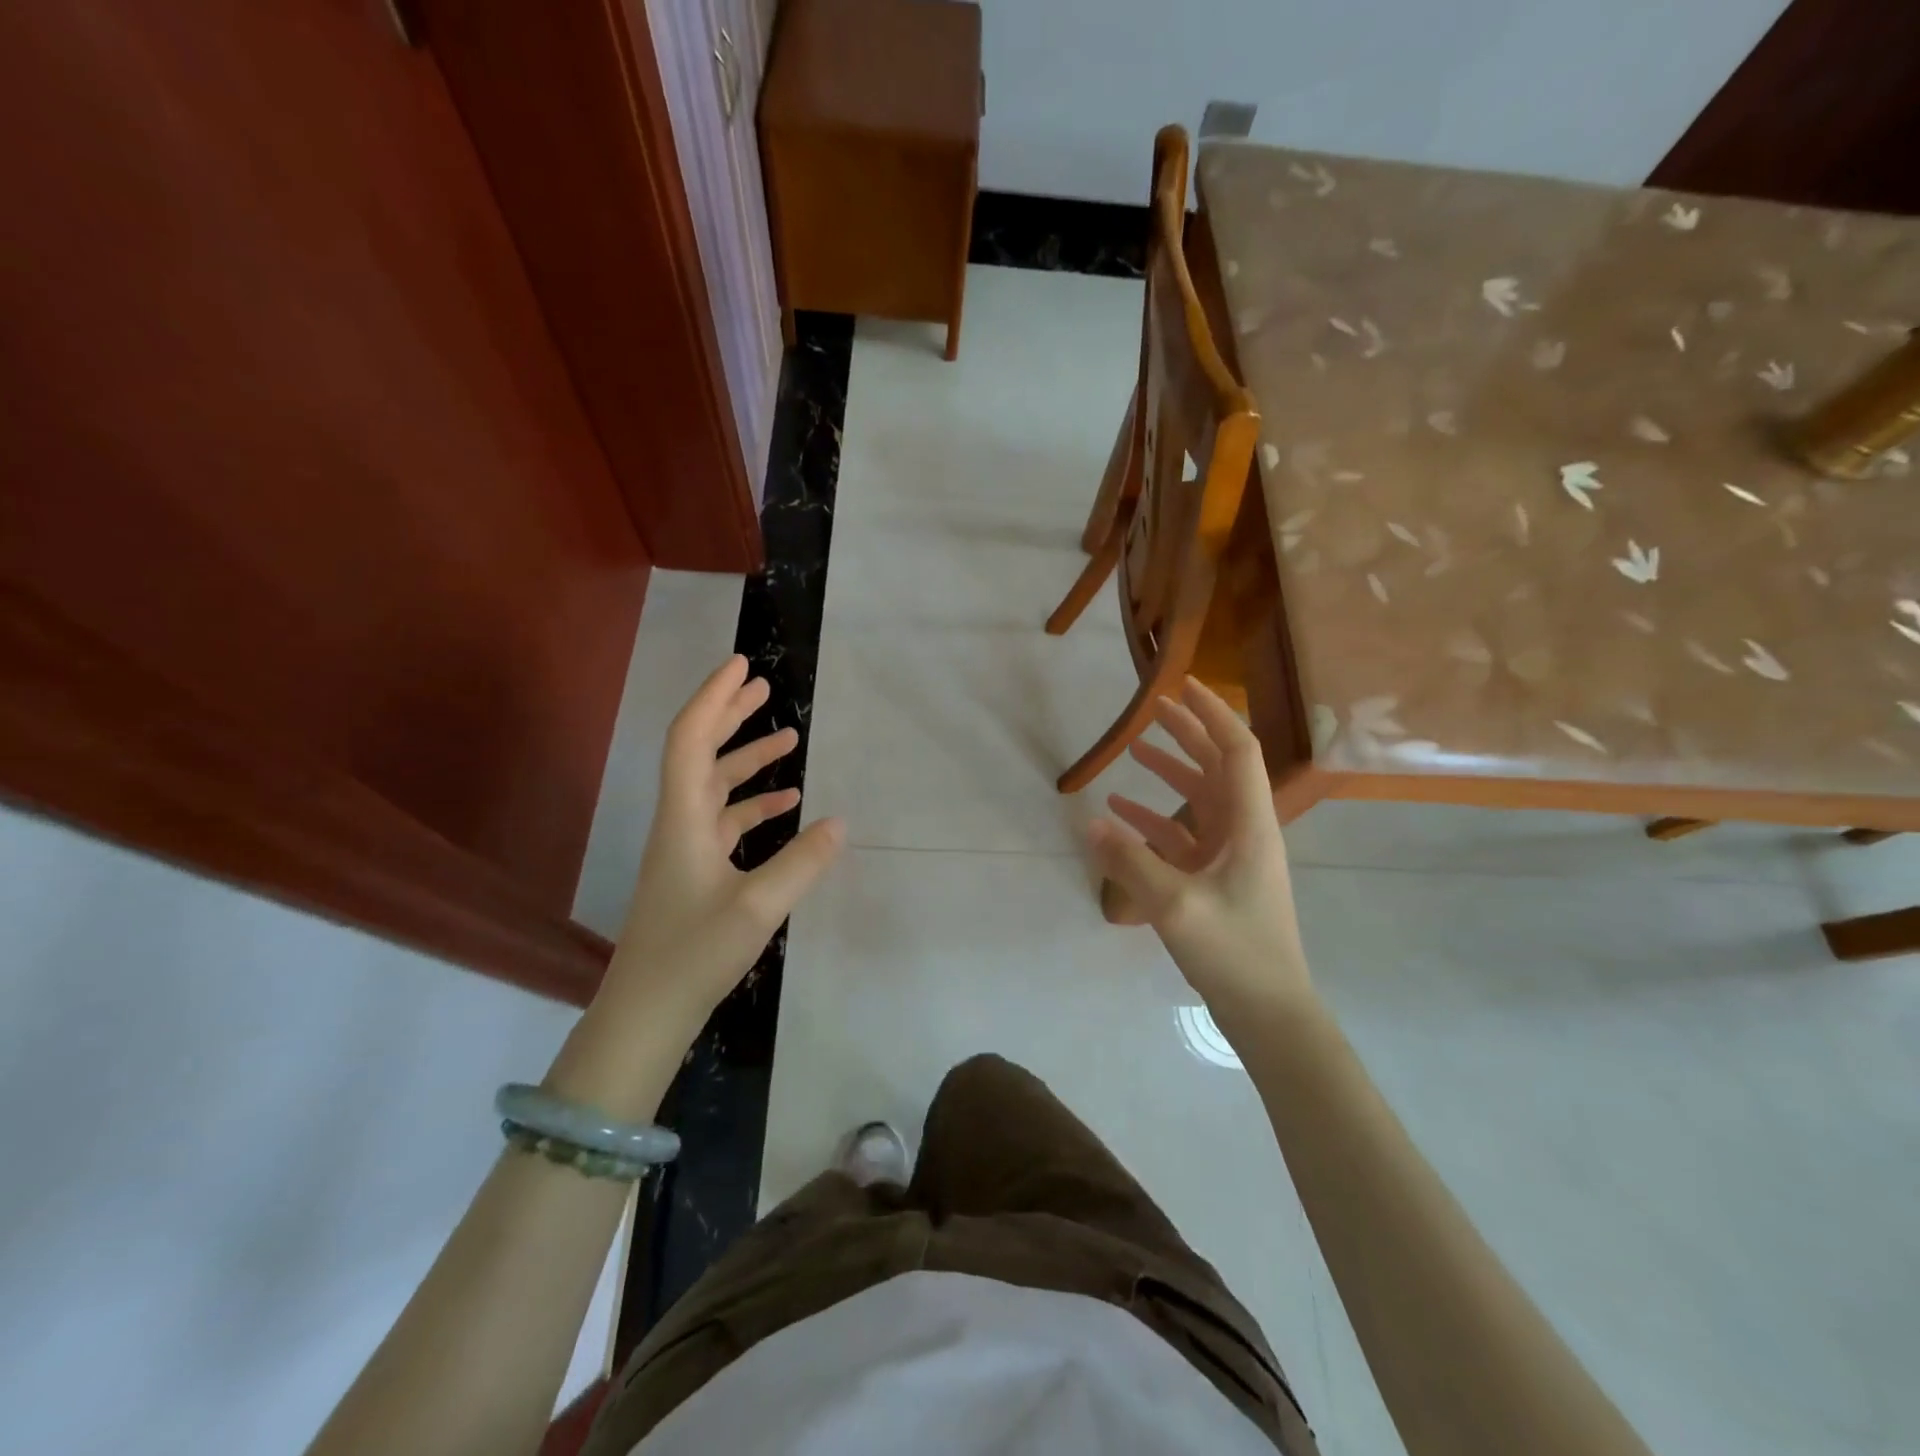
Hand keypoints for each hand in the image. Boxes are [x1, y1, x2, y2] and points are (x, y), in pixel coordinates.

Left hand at [606, 656, 844, 1020]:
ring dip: (748, 759)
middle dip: (730, 714)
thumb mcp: (758, 908)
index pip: (691, 739)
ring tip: (789, 737)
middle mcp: (681, 823)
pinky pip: (726, 821)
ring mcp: (686, 849)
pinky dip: (755, 804)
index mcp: (684, 819)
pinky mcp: (696, 872)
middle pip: (700, 752)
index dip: (713, 697)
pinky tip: (787, 804)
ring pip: (716, 786)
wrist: (646, 1013)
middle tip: (764, 686)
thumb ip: (802, 862)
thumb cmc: (694, 955)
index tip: (742, 666)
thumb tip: (841, 821)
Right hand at [1087, 678, 1313, 1029]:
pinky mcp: (1216, 879)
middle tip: (1153, 708)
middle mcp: (1245, 830)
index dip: (1212, 713)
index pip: (1236, 750)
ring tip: (1134, 751)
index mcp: (1249, 824)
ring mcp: (1231, 856)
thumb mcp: (1174, 905)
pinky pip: (1184, 836)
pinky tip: (1122, 814)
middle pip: (1218, 767)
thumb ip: (1130, 860)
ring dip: (1170, 773)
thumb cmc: (1233, 952)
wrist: (1268, 1011)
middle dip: (1188, 734)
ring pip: (1200, 799)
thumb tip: (1092, 820)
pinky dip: (1156, 820)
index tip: (1183, 685)